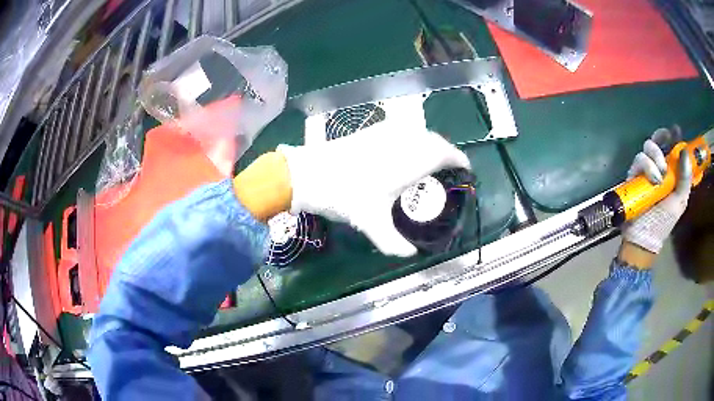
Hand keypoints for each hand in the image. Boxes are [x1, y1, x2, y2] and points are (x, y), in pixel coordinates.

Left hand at [277, 121, 470, 256]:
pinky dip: (414, 138)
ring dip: (431, 143)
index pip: (444, 154)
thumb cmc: (344, 195)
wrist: (309, 173)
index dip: (459, 159)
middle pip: (435, 140)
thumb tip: (410, 255)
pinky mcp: (372, 130)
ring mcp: (386, 132)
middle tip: (449, 168)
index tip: (466, 169)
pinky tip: (405, 151)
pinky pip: (403, 129)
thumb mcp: (371, 223)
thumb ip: (393, 242)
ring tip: (431, 161)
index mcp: (409, 161)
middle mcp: (403, 141)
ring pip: (419, 132)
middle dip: (447, 152)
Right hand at [620, 128, 692, 263]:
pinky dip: (647, 166)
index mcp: (670, 171)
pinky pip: (638, 159)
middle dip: (661, 142)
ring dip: (655, 158)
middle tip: (665, 158)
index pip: (670, 146)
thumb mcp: (680, 201)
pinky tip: (653, 181)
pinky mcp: (634, 174)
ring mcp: (645, 170)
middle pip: (656, 140)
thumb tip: (684, 151)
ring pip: (647, 147)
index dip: (672, 136)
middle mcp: (658, 166)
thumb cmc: (664, 221)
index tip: (675, 130)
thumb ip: (685, 178)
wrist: (645, 238)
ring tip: (660, 177)